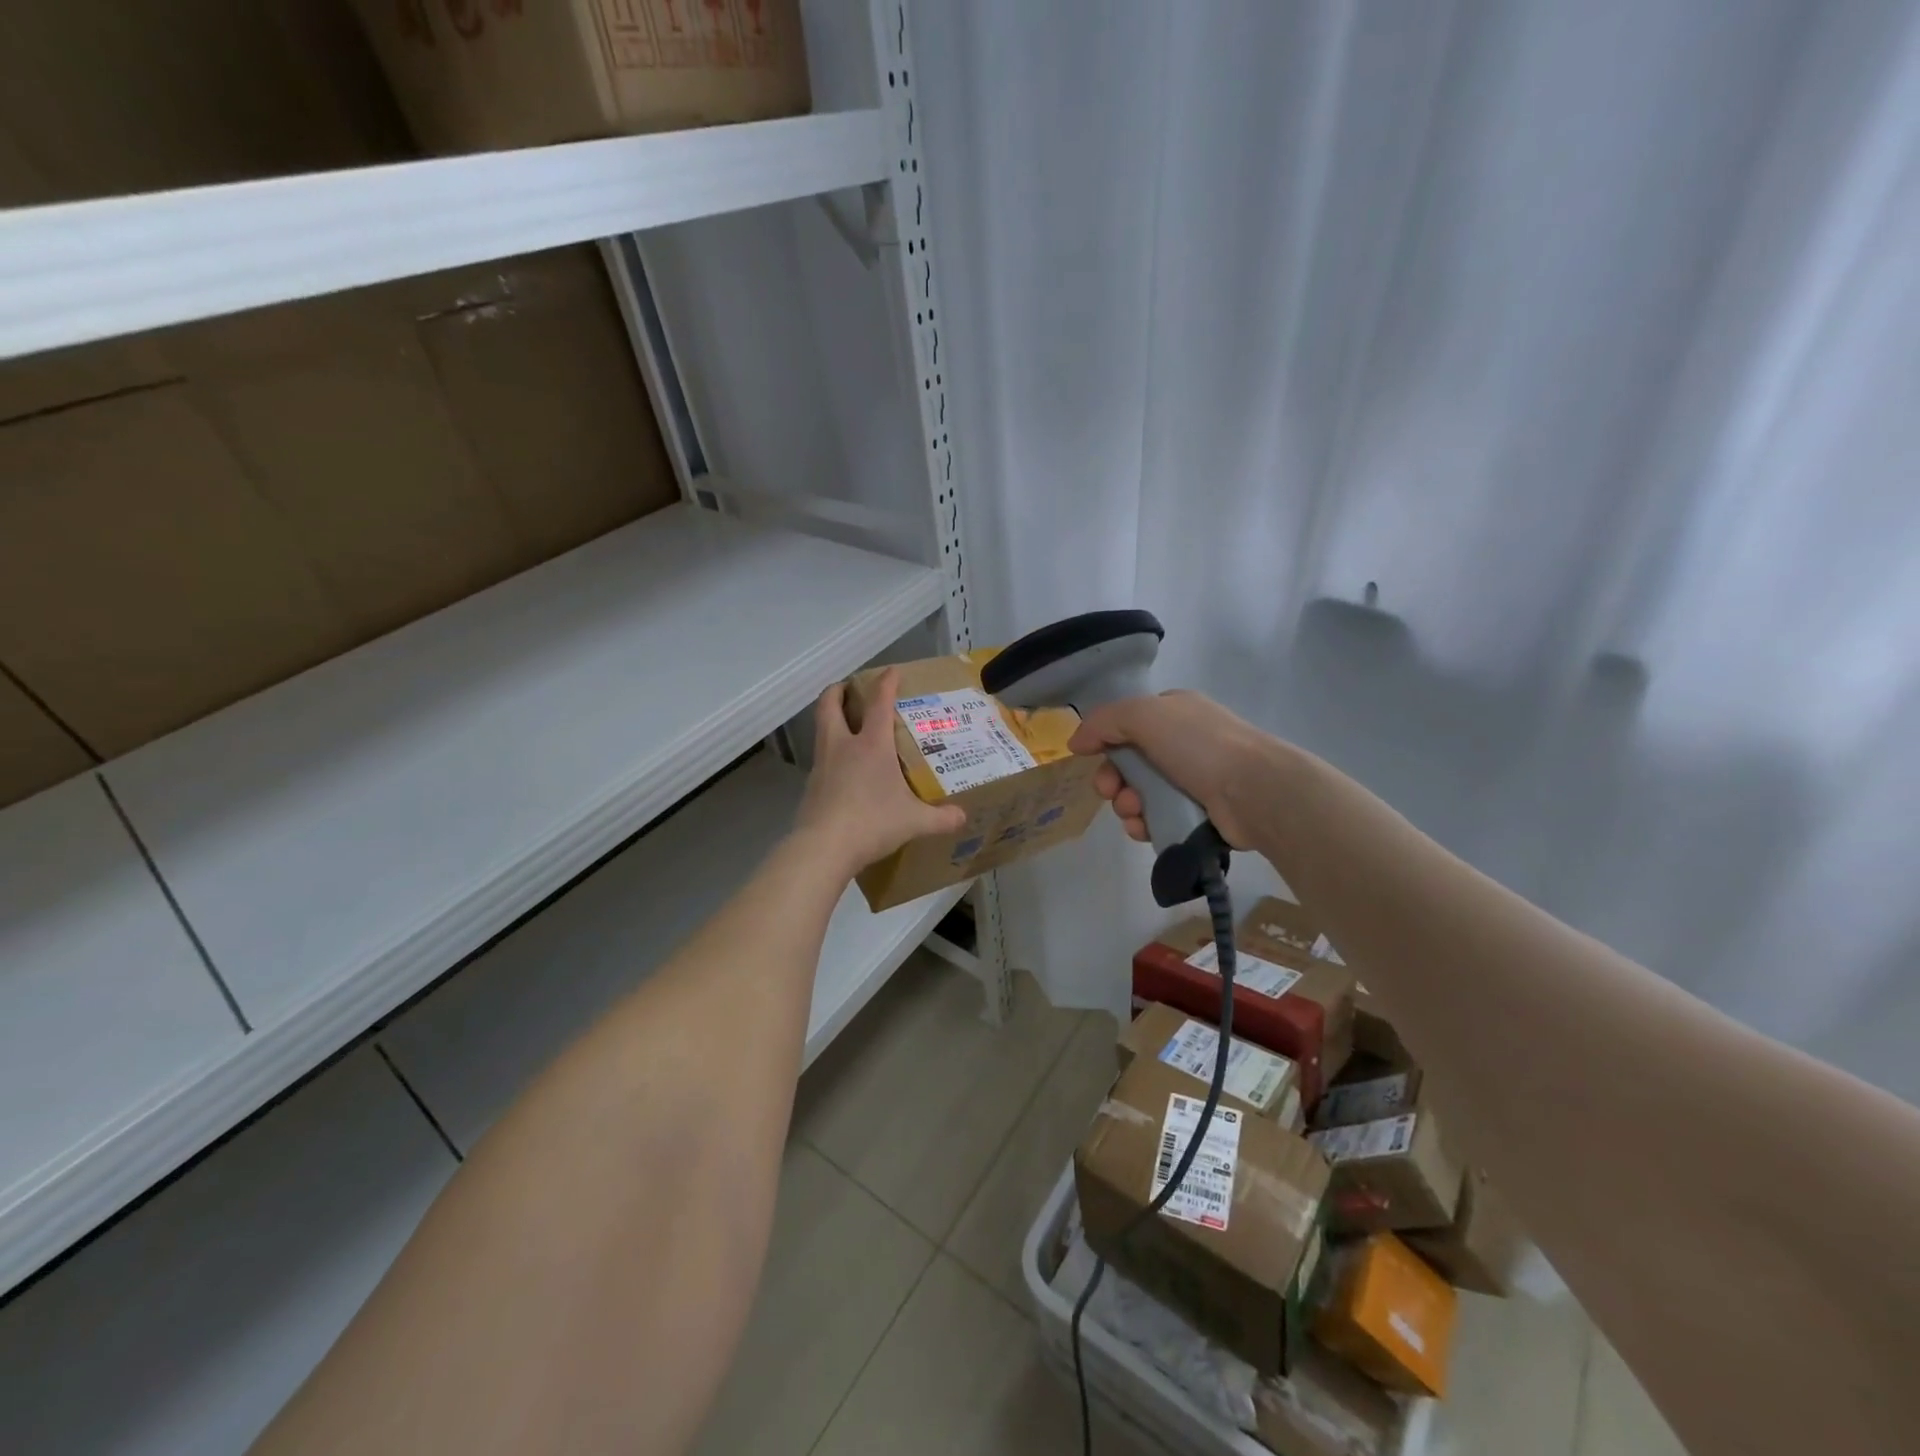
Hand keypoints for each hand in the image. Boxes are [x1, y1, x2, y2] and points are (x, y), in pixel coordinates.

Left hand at [794, 668, 967, 877]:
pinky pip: (821, 758)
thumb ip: (940, 818)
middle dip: (839, 690)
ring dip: (831, 718)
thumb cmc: (872, 823)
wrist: (823, 848)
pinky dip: (831, 753)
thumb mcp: (913, 822)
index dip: (886, 682)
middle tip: (851, 689)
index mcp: (871, 745)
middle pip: (830, 704)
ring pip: (821, 729)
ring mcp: (822, 765)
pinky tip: (843, 768)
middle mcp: (842, 746)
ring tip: (848, 724)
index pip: (879, 703)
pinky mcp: (811, 786)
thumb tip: (962, 817)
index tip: (891, 671)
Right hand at [1066, 690, 1279, 850]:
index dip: (1106, 741)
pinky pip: (1158, 819)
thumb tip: (1076, 742)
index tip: (1092, 759)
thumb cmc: (1199, 745)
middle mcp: (1184, 742)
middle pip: (1130, 763)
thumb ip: (1103, 722)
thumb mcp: (1144, 715)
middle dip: (1113, 780)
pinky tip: (1144, 829)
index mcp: (1174, 712)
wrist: (1256, 791)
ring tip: (1134, 813)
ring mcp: (1194, 779)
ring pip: (1141, 794)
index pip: (1128, 724)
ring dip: (1127, 805)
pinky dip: (1145, 824)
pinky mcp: (1199, 814)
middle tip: (1111, 792)